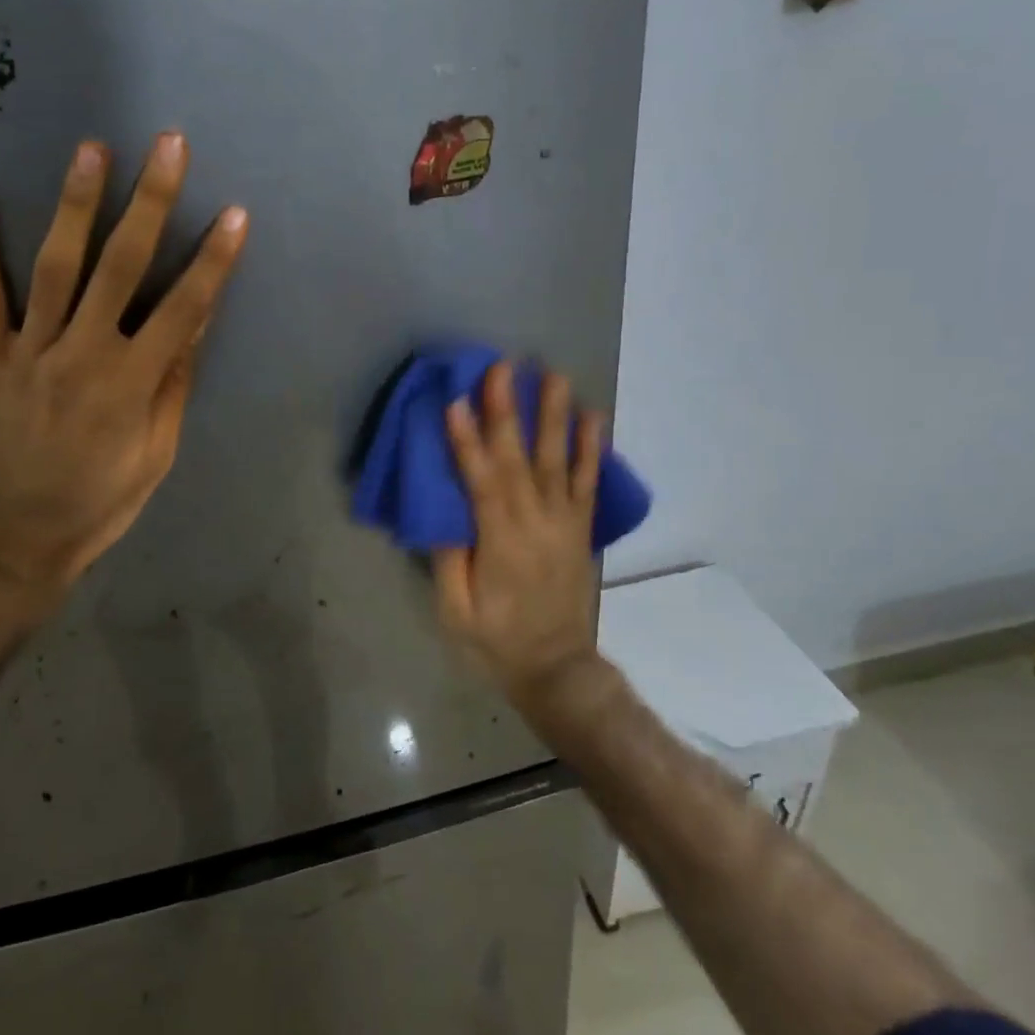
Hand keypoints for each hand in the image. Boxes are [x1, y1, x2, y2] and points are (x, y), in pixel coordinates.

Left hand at [0, 131, 247, 610]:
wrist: (17, 536)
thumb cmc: (101, 500)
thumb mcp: (156, 453)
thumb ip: (174, 385)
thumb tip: (193, 324)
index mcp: (133, 381)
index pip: (183, 308)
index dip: (212, 260)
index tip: (233, 214)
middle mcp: (84, 353)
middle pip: (122, 267)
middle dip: (150, 202)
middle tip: (167, 145)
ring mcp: (32, 351)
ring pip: (56, 267)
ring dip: (76, 205)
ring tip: (91, 149)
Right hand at [432, 363, 604, 697]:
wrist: (558, 668)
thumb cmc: (497, 642)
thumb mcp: (457, 612)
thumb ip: (449, 559)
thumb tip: (443, 510)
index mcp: (500, 542)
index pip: (480, 480)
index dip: (466, 439)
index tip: (455, 400)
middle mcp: (535, 522)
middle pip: (518, 458)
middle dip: (507, 409)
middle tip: (501, 366)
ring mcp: (563, 522)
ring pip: (557, 459)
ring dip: (552, 414)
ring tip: (551, 374)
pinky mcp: (580, 527)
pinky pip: (588, 481)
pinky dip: (590, 447)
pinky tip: (591, 416)